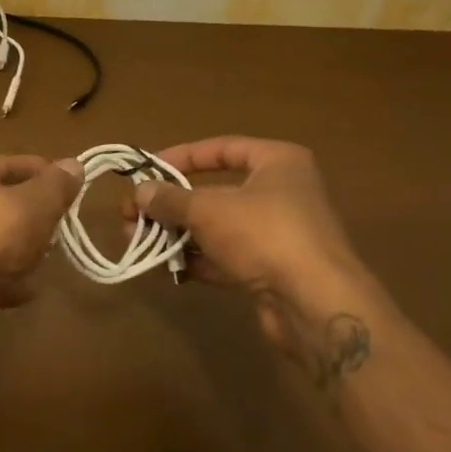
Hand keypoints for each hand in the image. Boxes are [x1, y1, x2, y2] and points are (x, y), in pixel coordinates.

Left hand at [0, 154, 83, 314]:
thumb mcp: (36, 203)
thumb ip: (57, 184)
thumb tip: (73, 164)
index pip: (20, 164)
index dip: (51, 175)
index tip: (77, 193)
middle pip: (9, 202)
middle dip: (38, 216)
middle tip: (60, 230)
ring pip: (0, 238)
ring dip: (24, 250)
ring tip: (44, 261)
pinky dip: (9, 280)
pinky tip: (27, 290)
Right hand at [130, 137, 390, 359]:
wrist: (316, 303)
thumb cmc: (264, 234)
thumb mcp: (208, 210)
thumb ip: (171, 199)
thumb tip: (139, 192)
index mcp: (278, 162)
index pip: (222, 148)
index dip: (181, 156)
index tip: (148, 170)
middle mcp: (282, 192)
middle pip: (216, 190)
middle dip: (172, 203)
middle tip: (133, 213)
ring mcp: (279, 233)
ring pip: (218, 226)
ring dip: (179, 233)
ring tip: (138, 239)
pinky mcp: (273, 269)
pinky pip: (228, 256)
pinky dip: (199, 259)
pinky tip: (168, 266)